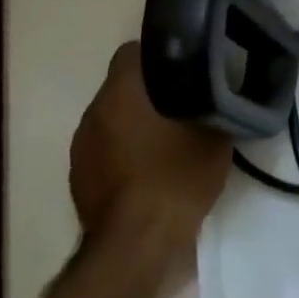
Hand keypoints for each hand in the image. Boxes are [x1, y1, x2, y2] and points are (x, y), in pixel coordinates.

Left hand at [70, 40, 231, 251]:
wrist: (139, 245)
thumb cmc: (176, 177)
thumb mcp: (214, 135)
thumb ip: (213, 104)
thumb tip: (217, 92)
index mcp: (120, 93)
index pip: (132, 51)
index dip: (159, 53)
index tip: (186, 64)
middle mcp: (93, 114)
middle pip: (123, 87)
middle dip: (151, 91)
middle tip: (187, 101)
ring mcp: (82, 150)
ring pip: (114, 120)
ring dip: (137, 123)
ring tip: (171, 138)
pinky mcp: (81, 181)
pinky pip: (107, 152)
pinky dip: (127, 153)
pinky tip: (154, 170)